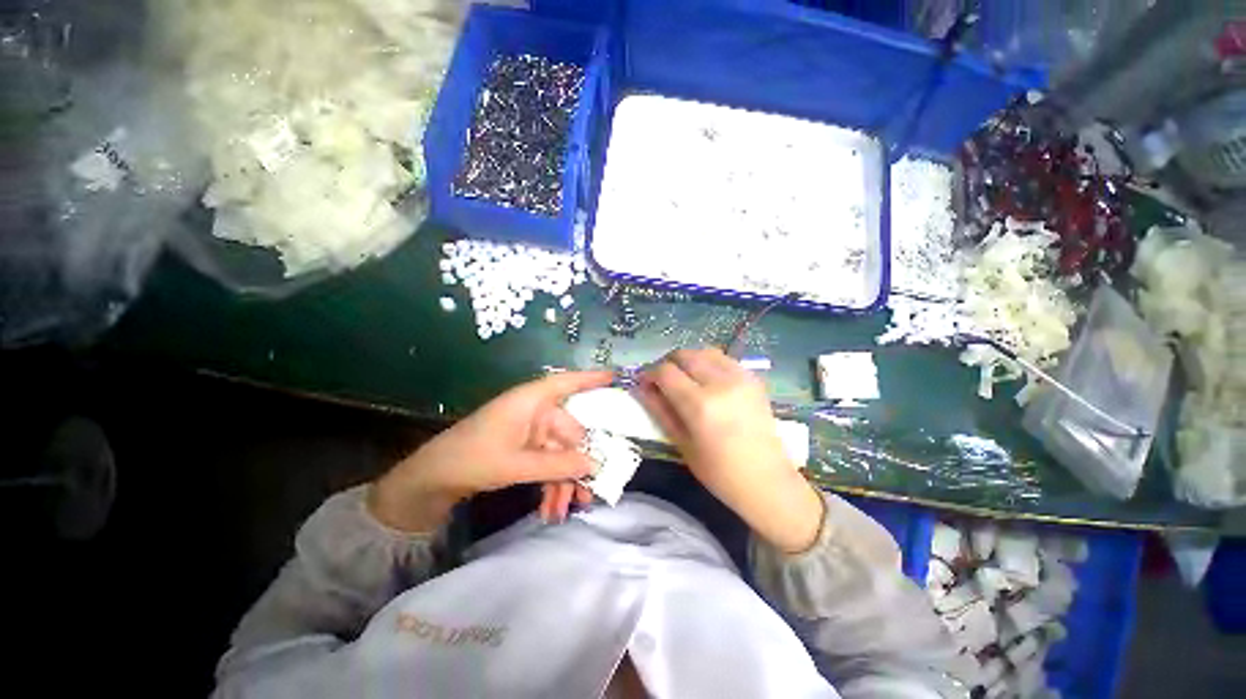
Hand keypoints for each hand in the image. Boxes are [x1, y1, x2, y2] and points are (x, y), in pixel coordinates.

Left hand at [369, 370, 612, 532]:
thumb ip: (557, 465)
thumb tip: (595, 465)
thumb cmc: (472, 458)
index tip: (617, 377)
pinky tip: (551, 508)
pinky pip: (549, 463)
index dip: (593, 379)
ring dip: (565, 482)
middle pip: (571, 433)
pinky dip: (552, 484)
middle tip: (590, 493)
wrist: (433, 479)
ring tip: (566, 510)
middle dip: (580, 465)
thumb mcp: (516, 464)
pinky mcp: (526, 447)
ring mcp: (531, 430)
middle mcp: (536, 411)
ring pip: (561, 453)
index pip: (568, 382)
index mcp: (532, 401)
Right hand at [635, 349, 823, 552]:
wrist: (767, 480)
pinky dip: (708, 363)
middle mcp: (721, 383)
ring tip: (684, 378)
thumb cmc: (719, 472)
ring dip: (688, 360)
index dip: (650, 374)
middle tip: (663, 380)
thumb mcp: (682, 443)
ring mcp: (740, 377)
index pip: (666, 372)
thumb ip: (659, 410)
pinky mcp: (753, 378)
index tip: (644, 383)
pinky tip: (706, 380)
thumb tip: (641, 388)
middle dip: (667, 363)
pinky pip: (724, 359)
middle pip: (685, 355)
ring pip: (704, 351)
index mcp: (700, 404)